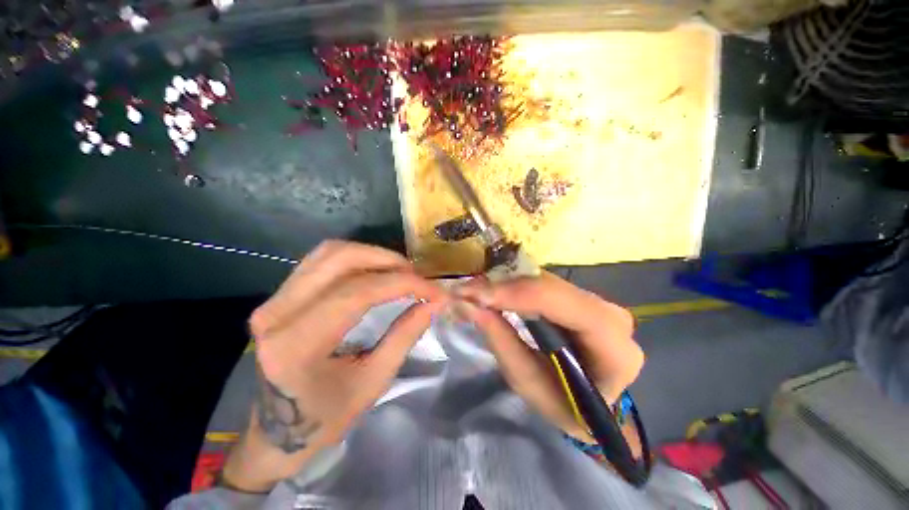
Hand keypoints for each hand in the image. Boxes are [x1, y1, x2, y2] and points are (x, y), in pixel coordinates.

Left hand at [221, 241, 445, 491]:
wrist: (276, 431)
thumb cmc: (325, 417)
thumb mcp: (374, 380)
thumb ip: (406, 335)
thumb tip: (436, 302)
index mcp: (297, 345)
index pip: (359, 292)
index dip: (403, 284)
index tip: (435, 291)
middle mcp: (278, 312)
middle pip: (341, 259)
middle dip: (388, 261)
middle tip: (416, 276)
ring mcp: (274, 299)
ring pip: (330, 252)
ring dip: (373, 255)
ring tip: (399, 272)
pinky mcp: (280, 295)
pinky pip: (322, 260)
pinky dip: (356, 259)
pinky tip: (375, 272)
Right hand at [457, 271, 643, 442]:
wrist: (590, 402)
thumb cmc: (564, 405)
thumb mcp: (529, 384)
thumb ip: (502, 342)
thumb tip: (468, 306)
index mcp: (614, 350)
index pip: (568, 308)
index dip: (521, 294)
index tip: (478, 294)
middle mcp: (611, 316)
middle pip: (552, 288)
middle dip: (506, 287)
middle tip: (467, 291)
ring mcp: (597, 301)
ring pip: (545, 281)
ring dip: (506, 284)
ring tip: (474, 291)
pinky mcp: (579, 296)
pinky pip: (542, 283)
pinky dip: (514, 286)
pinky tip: (492, 291)